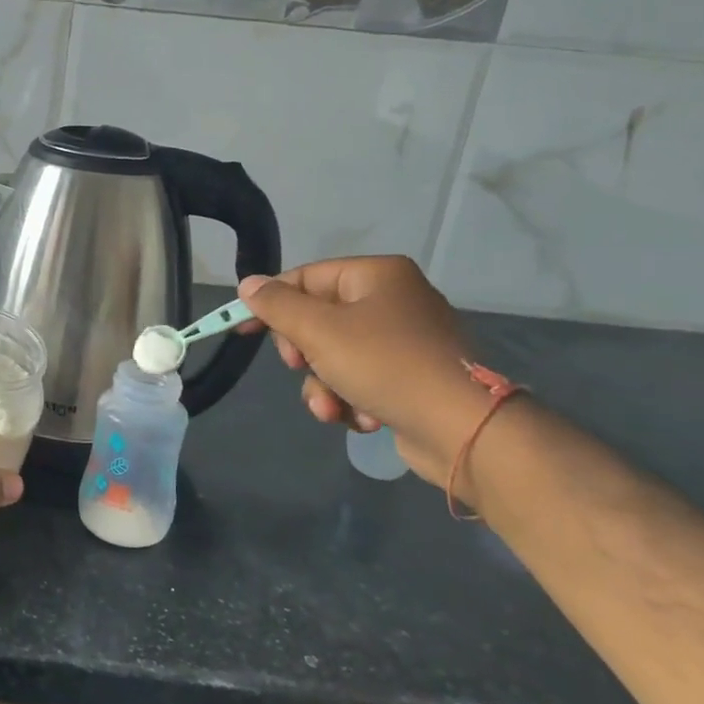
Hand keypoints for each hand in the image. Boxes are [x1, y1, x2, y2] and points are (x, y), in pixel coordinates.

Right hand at [238, 256, 488, 486]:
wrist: (462, 428)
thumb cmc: (385, 365)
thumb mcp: (319, 331)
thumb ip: (277, 306)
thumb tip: (248, 284)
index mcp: (376, 275)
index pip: (305, 278)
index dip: (270, 303)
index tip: (242, 330)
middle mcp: (392, 300)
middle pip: (318, 319)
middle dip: (304, 355)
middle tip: (302, 367)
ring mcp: (404, 341)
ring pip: (334, 356)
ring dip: (324, 386)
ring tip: (333, 409)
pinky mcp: (410, 378)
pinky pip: (360, 380)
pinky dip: (352, 400)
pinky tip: (363, 419)